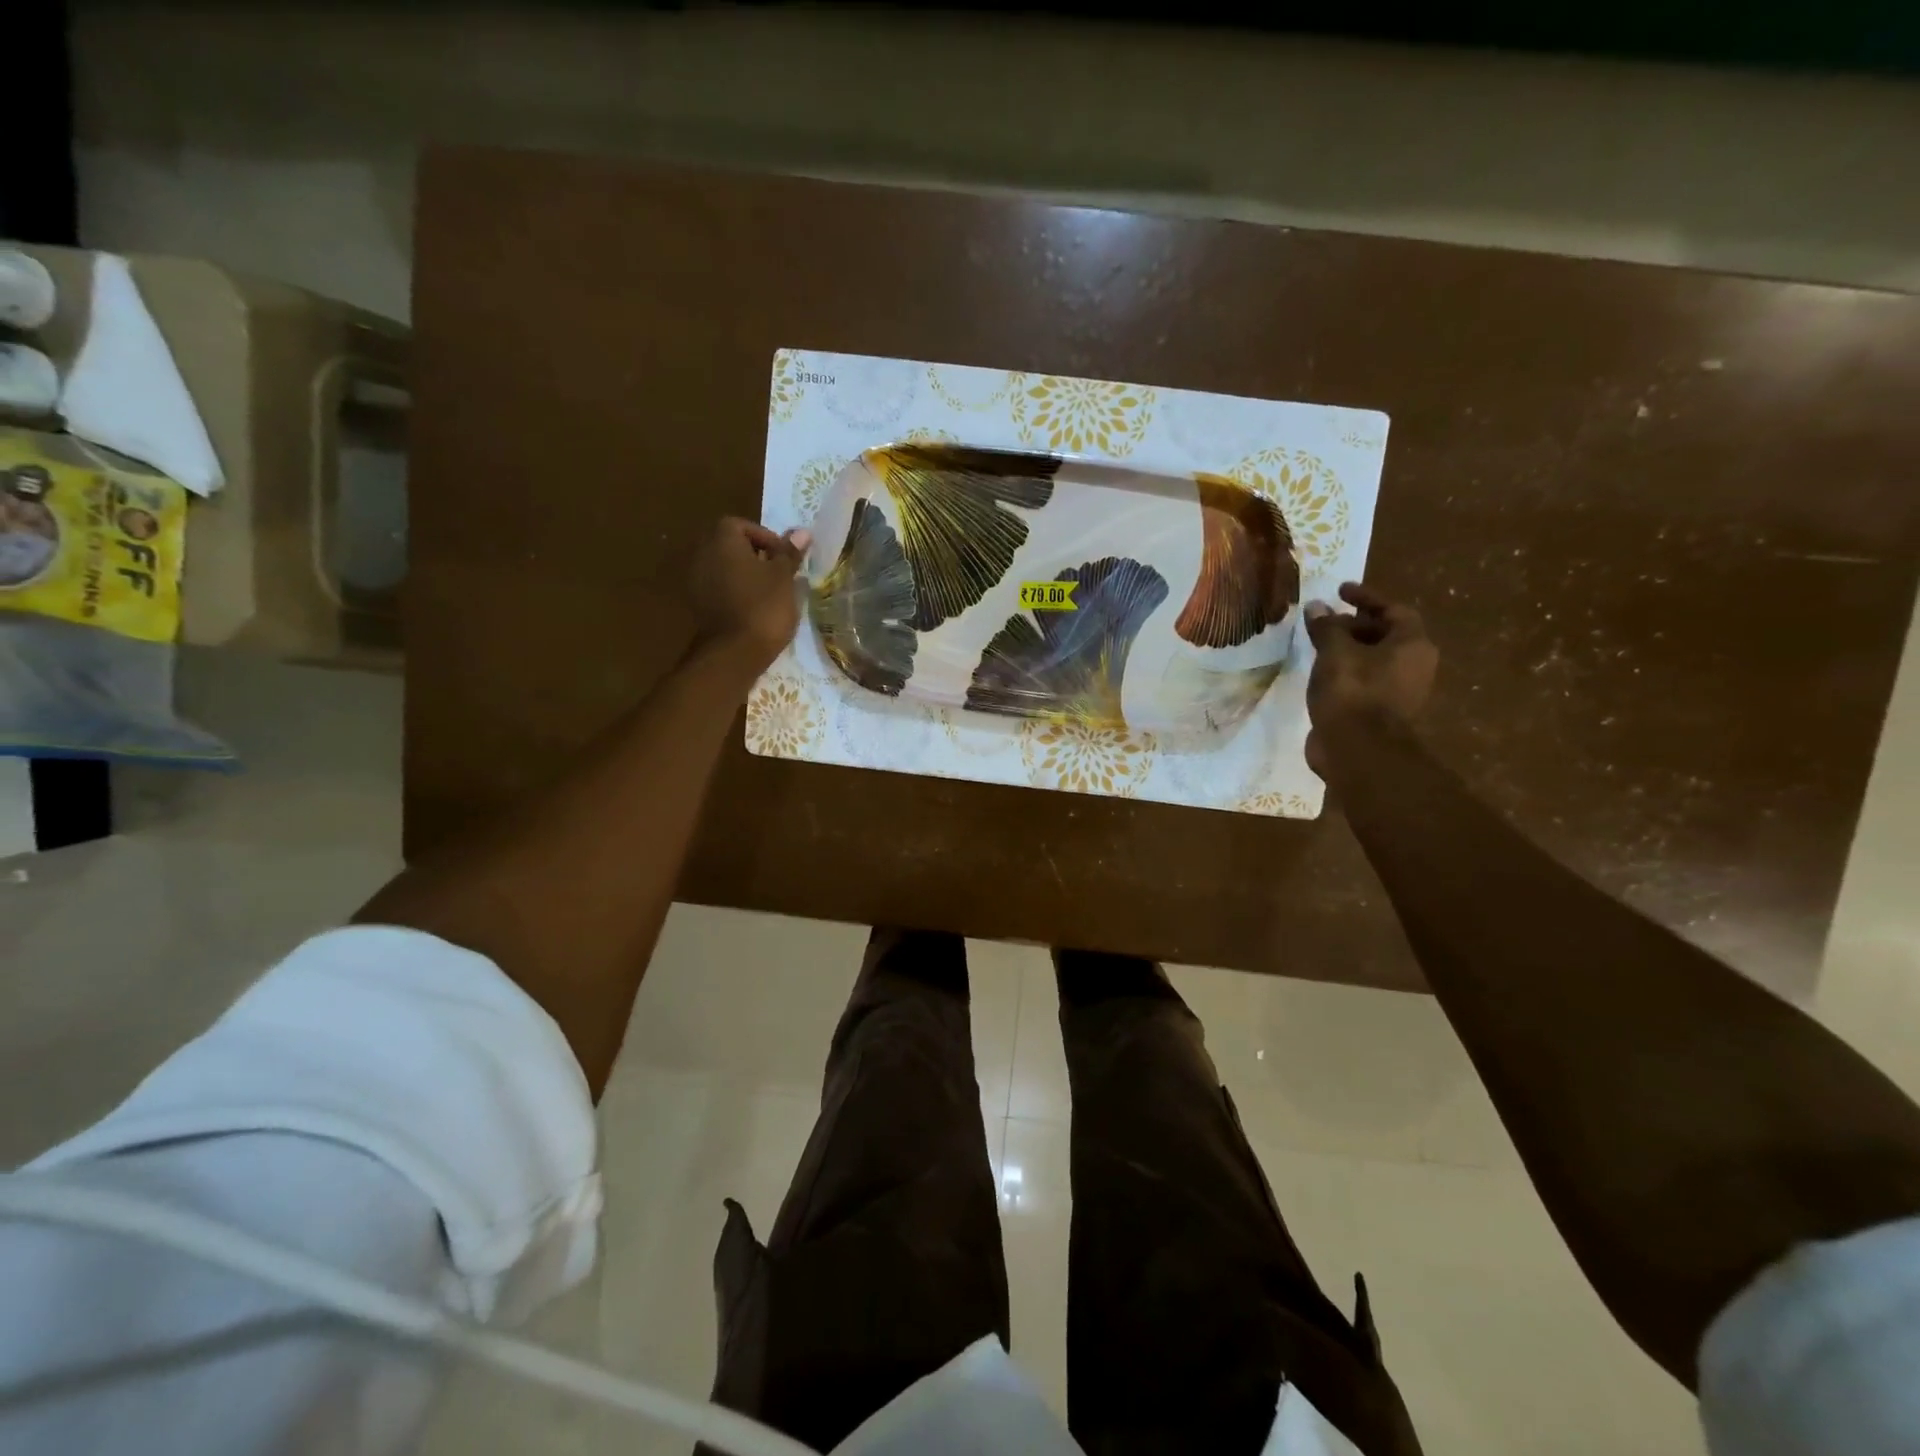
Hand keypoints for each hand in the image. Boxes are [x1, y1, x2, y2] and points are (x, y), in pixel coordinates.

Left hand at [686, 517, 812, 672]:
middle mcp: (703, 555)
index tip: (783, 557)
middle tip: (779, 573)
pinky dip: (735, 592)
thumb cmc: (763, 607)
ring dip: (745, 575)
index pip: (742, 525)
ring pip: (725, 568)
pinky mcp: (698, 605)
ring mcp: (696, 581)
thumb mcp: (784, 577)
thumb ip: (789, 553)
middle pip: (730, 545)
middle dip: (755, 556)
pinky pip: (719, 588)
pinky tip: (754, 608)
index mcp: (722, 540)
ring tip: (770, 593)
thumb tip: (801, 532)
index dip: (765, 537)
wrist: (734, 653)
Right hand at [1303, 582, 1437, 779]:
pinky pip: (1365, 681)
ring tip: (1318, 646)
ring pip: (1374, 660)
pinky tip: (1322, 674)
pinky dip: (1346, 672)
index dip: (1366, 598)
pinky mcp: (1381, 712)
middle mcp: (1414, 665)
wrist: (1358, 749)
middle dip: (1354, 625)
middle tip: (1325, 622)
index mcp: (1412, 644)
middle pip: (1386, 635)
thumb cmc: (1352, 691)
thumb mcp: (1334, 652)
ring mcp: (1400, 691)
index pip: (1393, 610)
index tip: (1340, 591)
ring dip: (1349, 650)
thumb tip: (1317, 606)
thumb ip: (1326, 627)